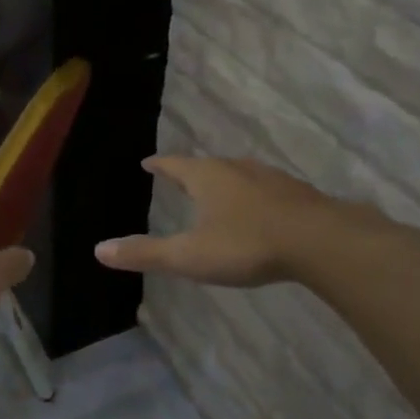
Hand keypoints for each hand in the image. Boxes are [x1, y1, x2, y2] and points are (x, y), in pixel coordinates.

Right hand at [95, 155, 347, 287]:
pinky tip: (260, 210)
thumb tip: (99, 249)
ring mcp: (270, 178)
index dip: (160, 165)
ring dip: (225, 181)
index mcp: (207, 177)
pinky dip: (253, 195)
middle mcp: (237, 169)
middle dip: (192, 171)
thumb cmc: (247, 245)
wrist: (320, 241)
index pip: (175, 164)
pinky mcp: (297, 193)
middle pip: (207, 165)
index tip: (148, 163)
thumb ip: (146, 253)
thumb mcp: (190, 255)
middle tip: (180, 176)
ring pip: (239, 174)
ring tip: (218, 190)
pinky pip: (266, 189)